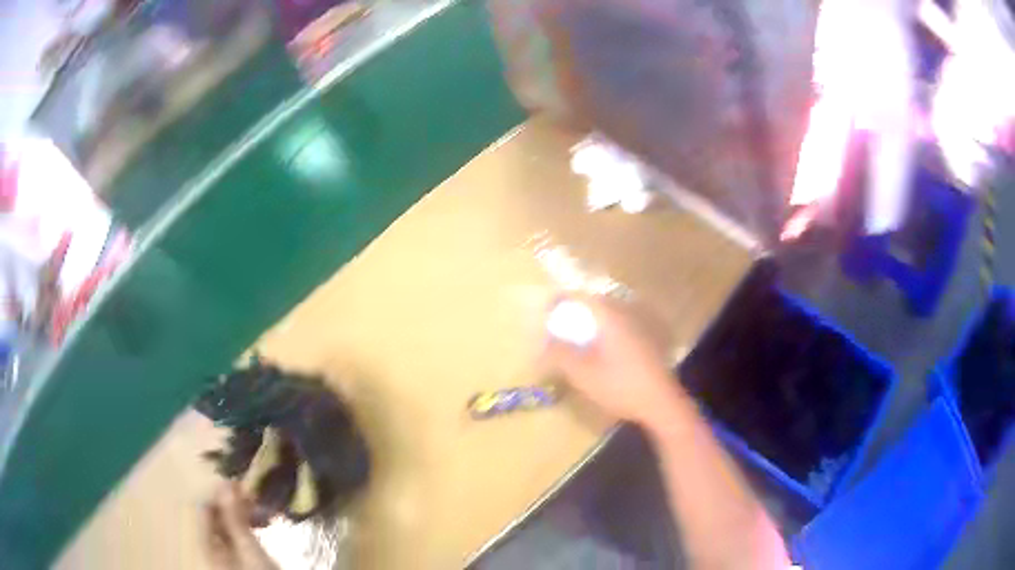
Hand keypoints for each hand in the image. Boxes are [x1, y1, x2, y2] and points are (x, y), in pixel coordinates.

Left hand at [204, 483, 277, 569]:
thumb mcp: (250, 549)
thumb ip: (234, 518)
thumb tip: (225, 482)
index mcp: (206, 543)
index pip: (204, 507)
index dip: (220, 493)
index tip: (243, 485)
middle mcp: (210, 546)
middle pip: (215, 516)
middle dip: (234, 504)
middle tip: (257, 499)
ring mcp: (224, 554)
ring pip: (227, 524)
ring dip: (243, 515)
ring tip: (264, 514)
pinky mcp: (238, 558)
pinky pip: (236, 534)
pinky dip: (248, 527)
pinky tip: (263, 526)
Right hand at [541, 294, 682, 426]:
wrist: (660, 401)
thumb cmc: (620, 386)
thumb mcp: (583, 374)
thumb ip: (560, 355)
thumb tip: (543, 342)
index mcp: (609, 316)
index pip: (579, 296)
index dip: (559, 301)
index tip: (544, 312)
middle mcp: (625, 313)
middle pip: (594, 302)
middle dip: (574, 311)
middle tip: (558, 326)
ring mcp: (639, 325)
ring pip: (607, 314)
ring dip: (589, 321)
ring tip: (575, 338)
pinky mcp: (646, 338)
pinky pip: (618, 325)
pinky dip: (603, 330)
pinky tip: (599, 349)